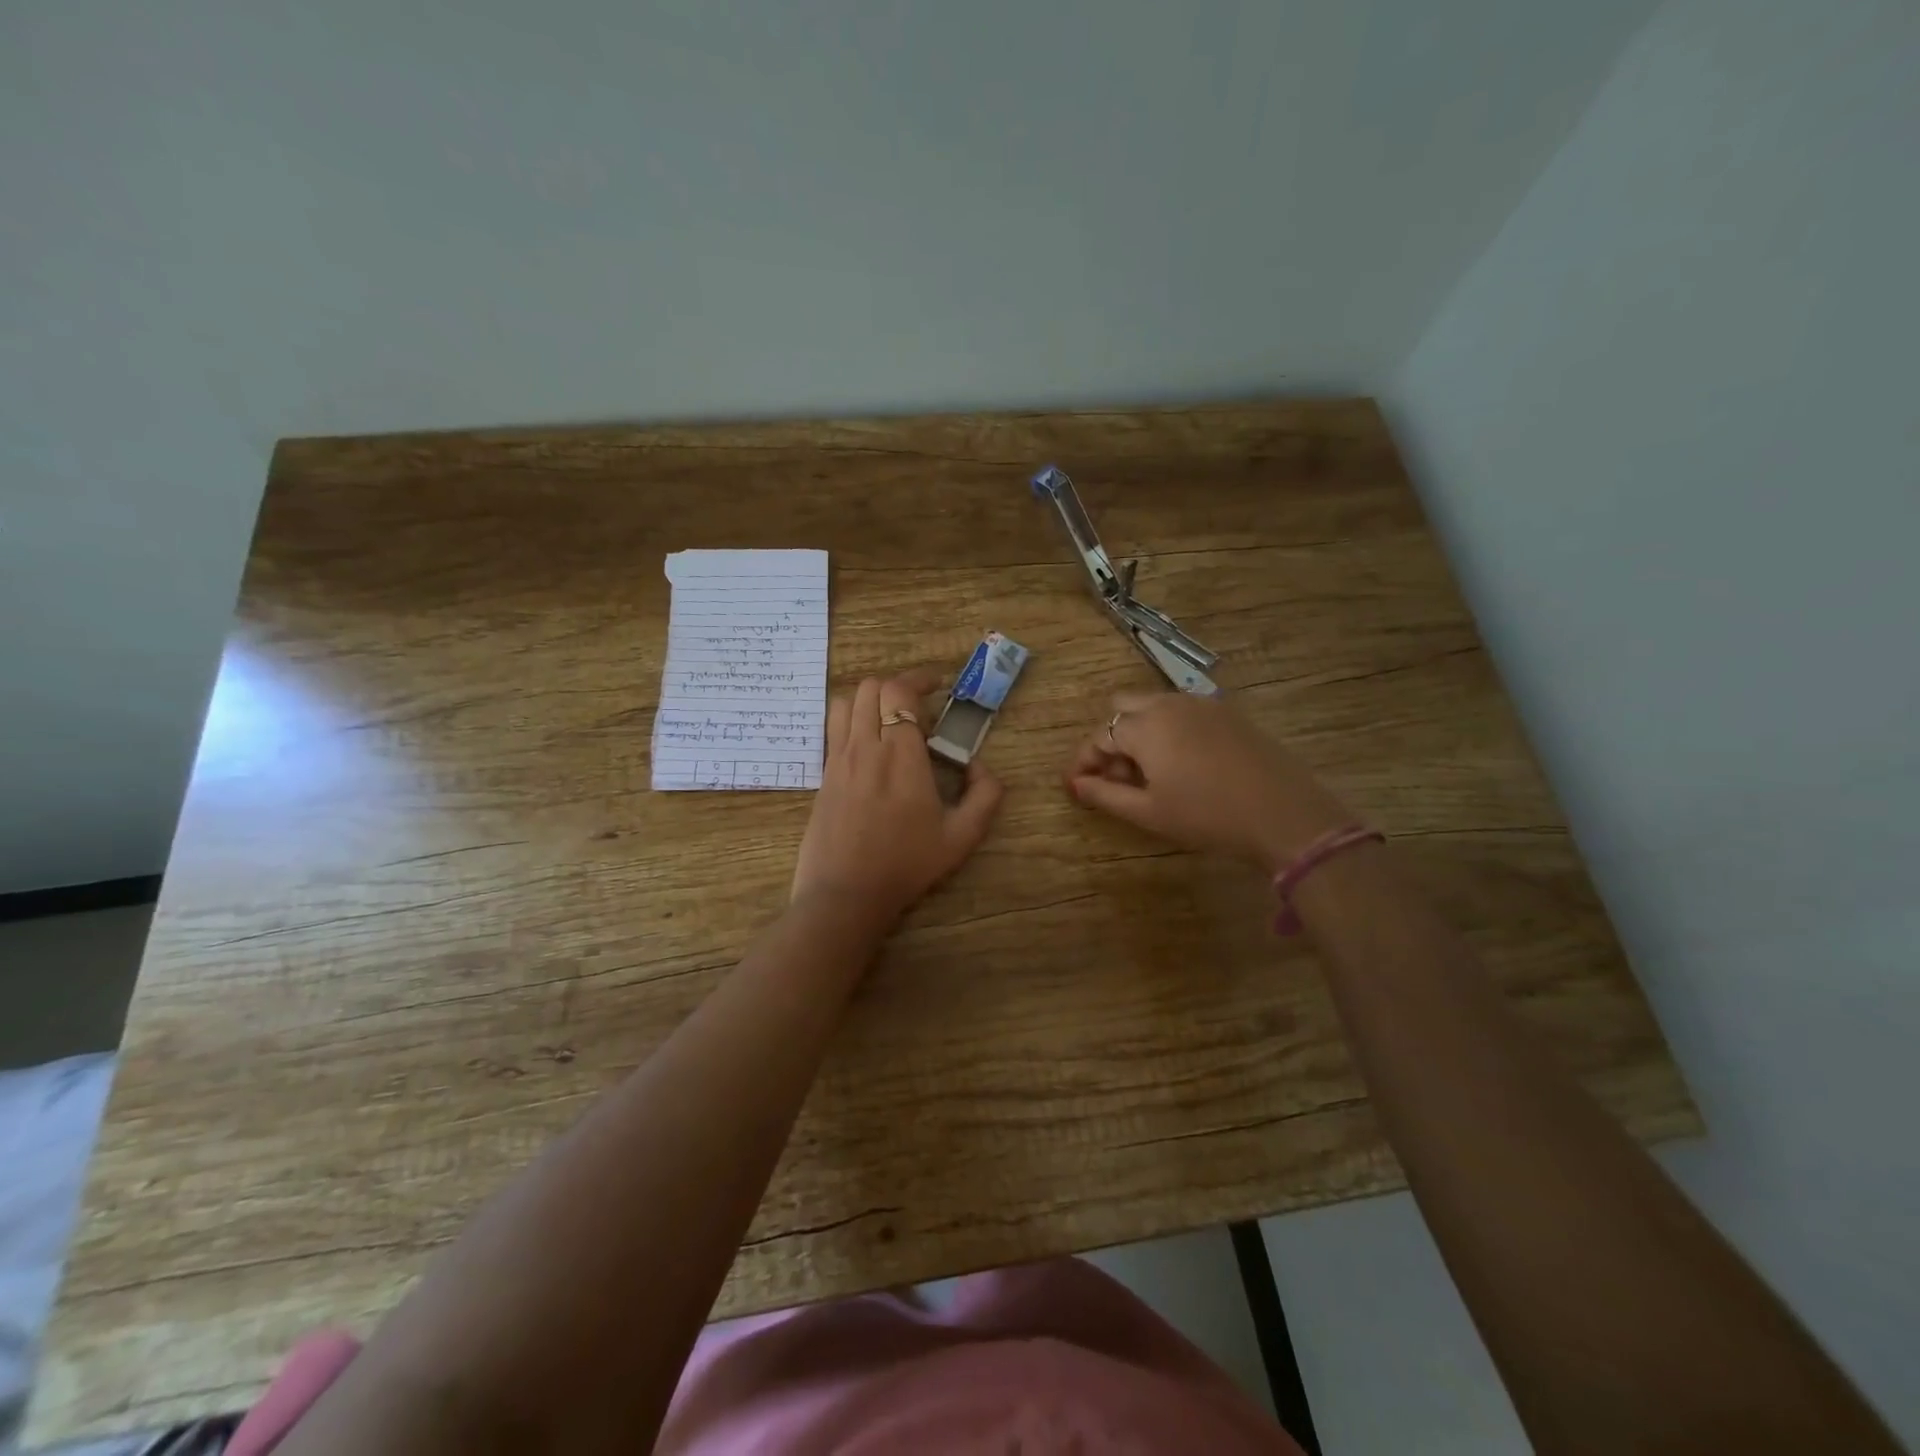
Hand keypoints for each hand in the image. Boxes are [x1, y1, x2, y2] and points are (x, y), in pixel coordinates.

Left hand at [791, 667, 1004, 922]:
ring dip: (868, 699)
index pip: (900, 692)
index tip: (937, 685)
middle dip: (896, 686)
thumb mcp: (961, 837)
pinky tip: (866, 744)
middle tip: (918, 707)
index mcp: (901, 755)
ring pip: (845, 702)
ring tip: (888, 719)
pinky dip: (849, 720)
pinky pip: (832, 729)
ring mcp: (838, 759)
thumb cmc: (906, 865)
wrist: (846, 894)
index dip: (919, 679)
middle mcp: (865, 746)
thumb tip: (981, 766)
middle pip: (870, 687)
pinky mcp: (823, 775)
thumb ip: (984, 796)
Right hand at [1064, 692, 1354, 871]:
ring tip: (1148, 774)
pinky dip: (1168, 730)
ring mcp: (1200, 704)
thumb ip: (1105, 794)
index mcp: (1144, 726)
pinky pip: (1182, 711)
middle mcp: (1168, 704)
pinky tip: (1182, 764)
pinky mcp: (1226, 712)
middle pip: (1121, 708)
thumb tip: (1077, 784)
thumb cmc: (1207, 816)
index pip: (1098, 736)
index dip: (1082, 762)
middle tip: (1116, 778)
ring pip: (1152, 706)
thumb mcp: (1149, 812)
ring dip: (1138, 732)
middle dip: (1110, 739)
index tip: (1076, 788)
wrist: (1283, 813)